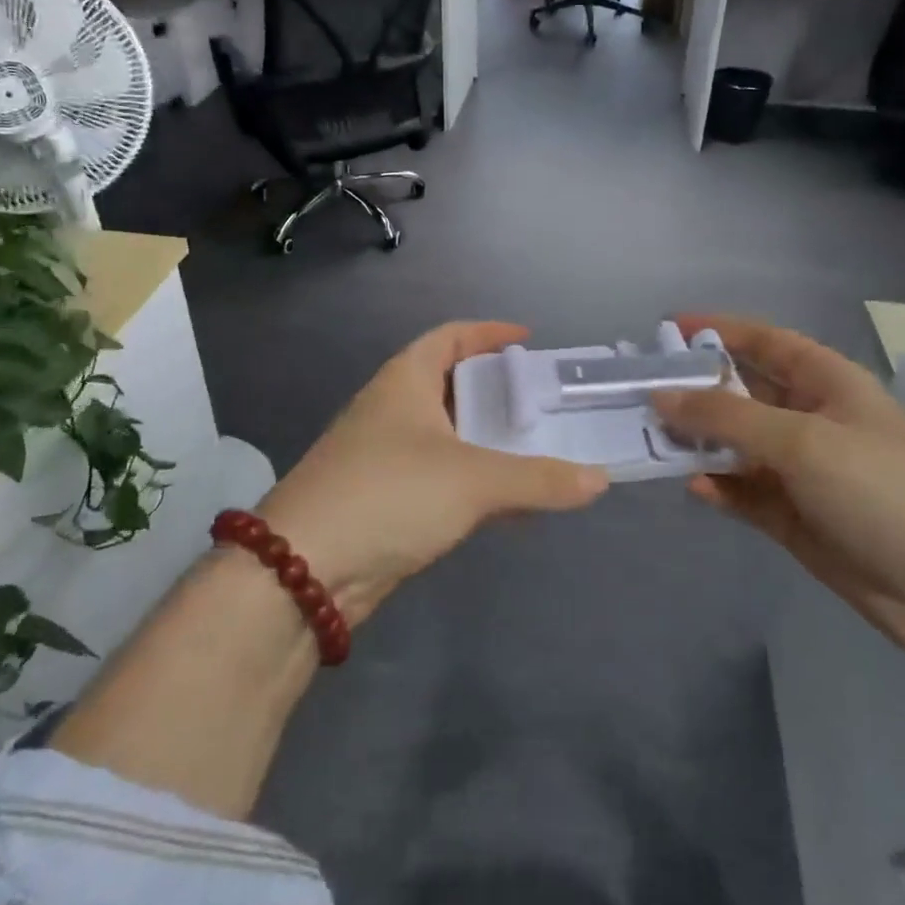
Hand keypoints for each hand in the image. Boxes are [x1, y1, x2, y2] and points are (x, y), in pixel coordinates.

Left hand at [255, 321, 608, 627]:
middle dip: (496, 391)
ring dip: (487, 441)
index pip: (450, 337)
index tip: (529, 341)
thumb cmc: (390, 493)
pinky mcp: (383, 500)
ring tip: (536, 449)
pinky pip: (440, 477)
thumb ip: (539, 480)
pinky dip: (474, 482)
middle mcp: (391, 409)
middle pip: (451, 385)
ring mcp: (383, 456)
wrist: (304, 570)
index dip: (489, 333)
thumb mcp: (473, 481)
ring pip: (447, 436)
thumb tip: (600, 480)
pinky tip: (508, 504)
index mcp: (405, 381)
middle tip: (543, 402)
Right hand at [653, 313, 904, 658]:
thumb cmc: (885, 492)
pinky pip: (744, 490)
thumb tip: (661, 396)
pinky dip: (719, 486)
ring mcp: (804, 471)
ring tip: (652, 439)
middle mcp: (813, 419)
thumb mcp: (803, 441)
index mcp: (829, 383)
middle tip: (641, 390)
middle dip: (697, 389)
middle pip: (744, 392)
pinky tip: (694, 487)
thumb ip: (726, 417)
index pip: (766, 342)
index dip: (720, 330)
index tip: (667, 329)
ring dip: (699, 441)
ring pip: (737, 444)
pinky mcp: (795, 517)